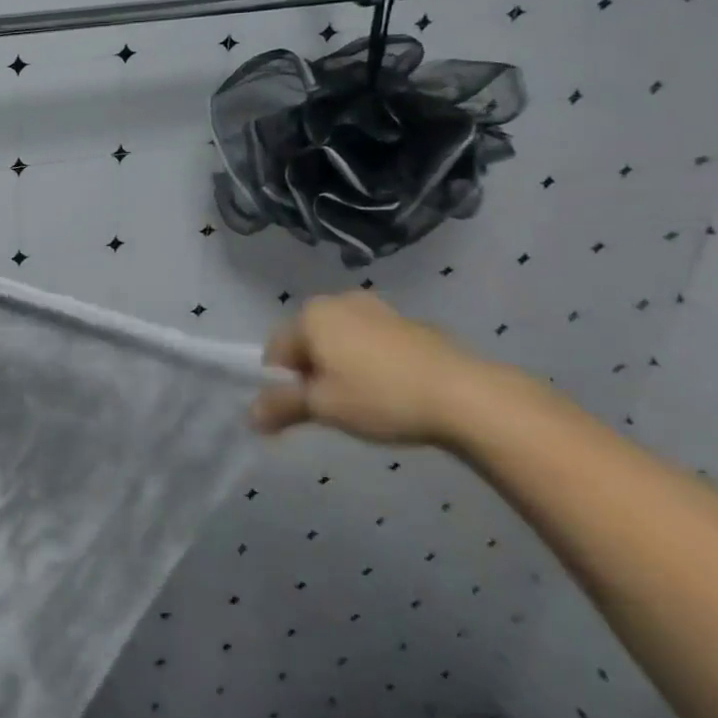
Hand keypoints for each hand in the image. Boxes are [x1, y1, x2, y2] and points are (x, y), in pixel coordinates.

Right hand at [252, 292, 491, 445]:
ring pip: (341, 341)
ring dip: (342, 367)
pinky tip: (393, 391)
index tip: (303, 410)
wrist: (467, 396)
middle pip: (308, 341)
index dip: (282, 384)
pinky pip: (372, 342)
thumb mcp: (323, 407)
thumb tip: (250, 416)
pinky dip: (372, 363)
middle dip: (312, 372)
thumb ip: (281, 407)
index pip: (276, 350)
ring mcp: (376, 308)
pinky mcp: (409, 322)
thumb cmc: (381, 397)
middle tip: (332, 407)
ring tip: (365, 401)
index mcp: (311, 315)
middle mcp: (338, 301)